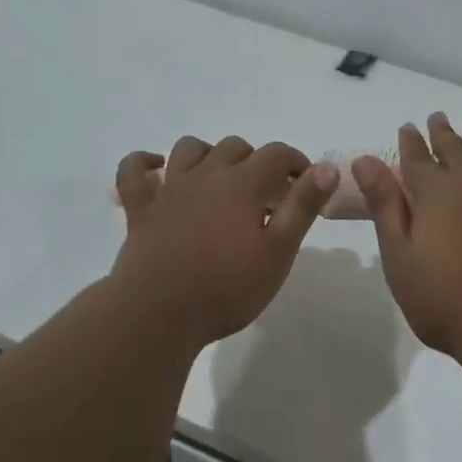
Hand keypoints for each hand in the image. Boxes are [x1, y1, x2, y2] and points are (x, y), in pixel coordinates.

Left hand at [111, 136, 338, 348]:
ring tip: (222, 181)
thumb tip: (328, 166)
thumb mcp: (278, 251)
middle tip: (267, 197)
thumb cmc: (227, 288)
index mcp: (242, 184)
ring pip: (189, 149)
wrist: (159, 313)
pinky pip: (133, 172)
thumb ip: (303, 206)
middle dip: (257, 162)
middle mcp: (205, 175)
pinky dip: (144, 163)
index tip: (306, 185)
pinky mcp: (140, 209)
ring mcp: (168, 190)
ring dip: (210, 155)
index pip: (277, 154)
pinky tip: (157, 168)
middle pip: (235, 148)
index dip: (297, 163)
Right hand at [353, 114, 461, 364]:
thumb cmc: (447, 300)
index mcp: (438, 194)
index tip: (407, 126)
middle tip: (438, 117)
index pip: (418, 160)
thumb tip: (366, 160)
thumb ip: (386, 206)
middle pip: (457, 150)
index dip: (411, 143)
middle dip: (444, 134)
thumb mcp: (401, 256)